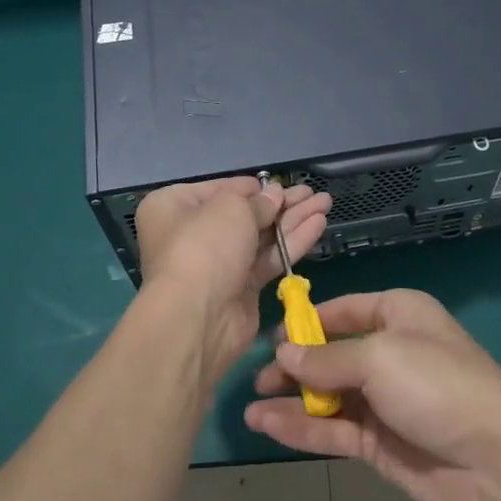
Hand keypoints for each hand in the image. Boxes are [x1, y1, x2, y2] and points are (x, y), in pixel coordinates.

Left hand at [134, 178, 331, 386]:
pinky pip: (268, 258)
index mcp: (175, 206)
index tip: (280, 183)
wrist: (198, 317)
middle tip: (312, 192)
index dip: (252, 187)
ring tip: (325, 202)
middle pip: (244, 212)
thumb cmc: (204, 246)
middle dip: (280, 202)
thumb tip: (274, 195)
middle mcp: (192, 233)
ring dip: (293, 219)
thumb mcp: (231, 208)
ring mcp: (218, 263)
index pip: (220, 189)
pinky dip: (292, 241)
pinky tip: (319, 224)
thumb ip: (258, 200)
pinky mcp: (240, 288)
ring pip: (261, 235)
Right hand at [245, 288, 500, 500]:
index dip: (306, 323)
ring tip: (250, 406)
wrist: (496, 462)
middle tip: (256, 378)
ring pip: (327, 395)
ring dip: (291, 400)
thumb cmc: (437, 385)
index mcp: (398, 315)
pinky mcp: (379, 442)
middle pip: (330, 354)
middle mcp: (388, 352)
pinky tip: (268, 425)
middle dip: (294, 365)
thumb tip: (284, 354)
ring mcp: (383, 400)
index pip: (342, 311)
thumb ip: (326, 359)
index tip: (270, 339)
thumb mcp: (379, 357)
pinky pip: (333, 429)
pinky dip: (301, 428)